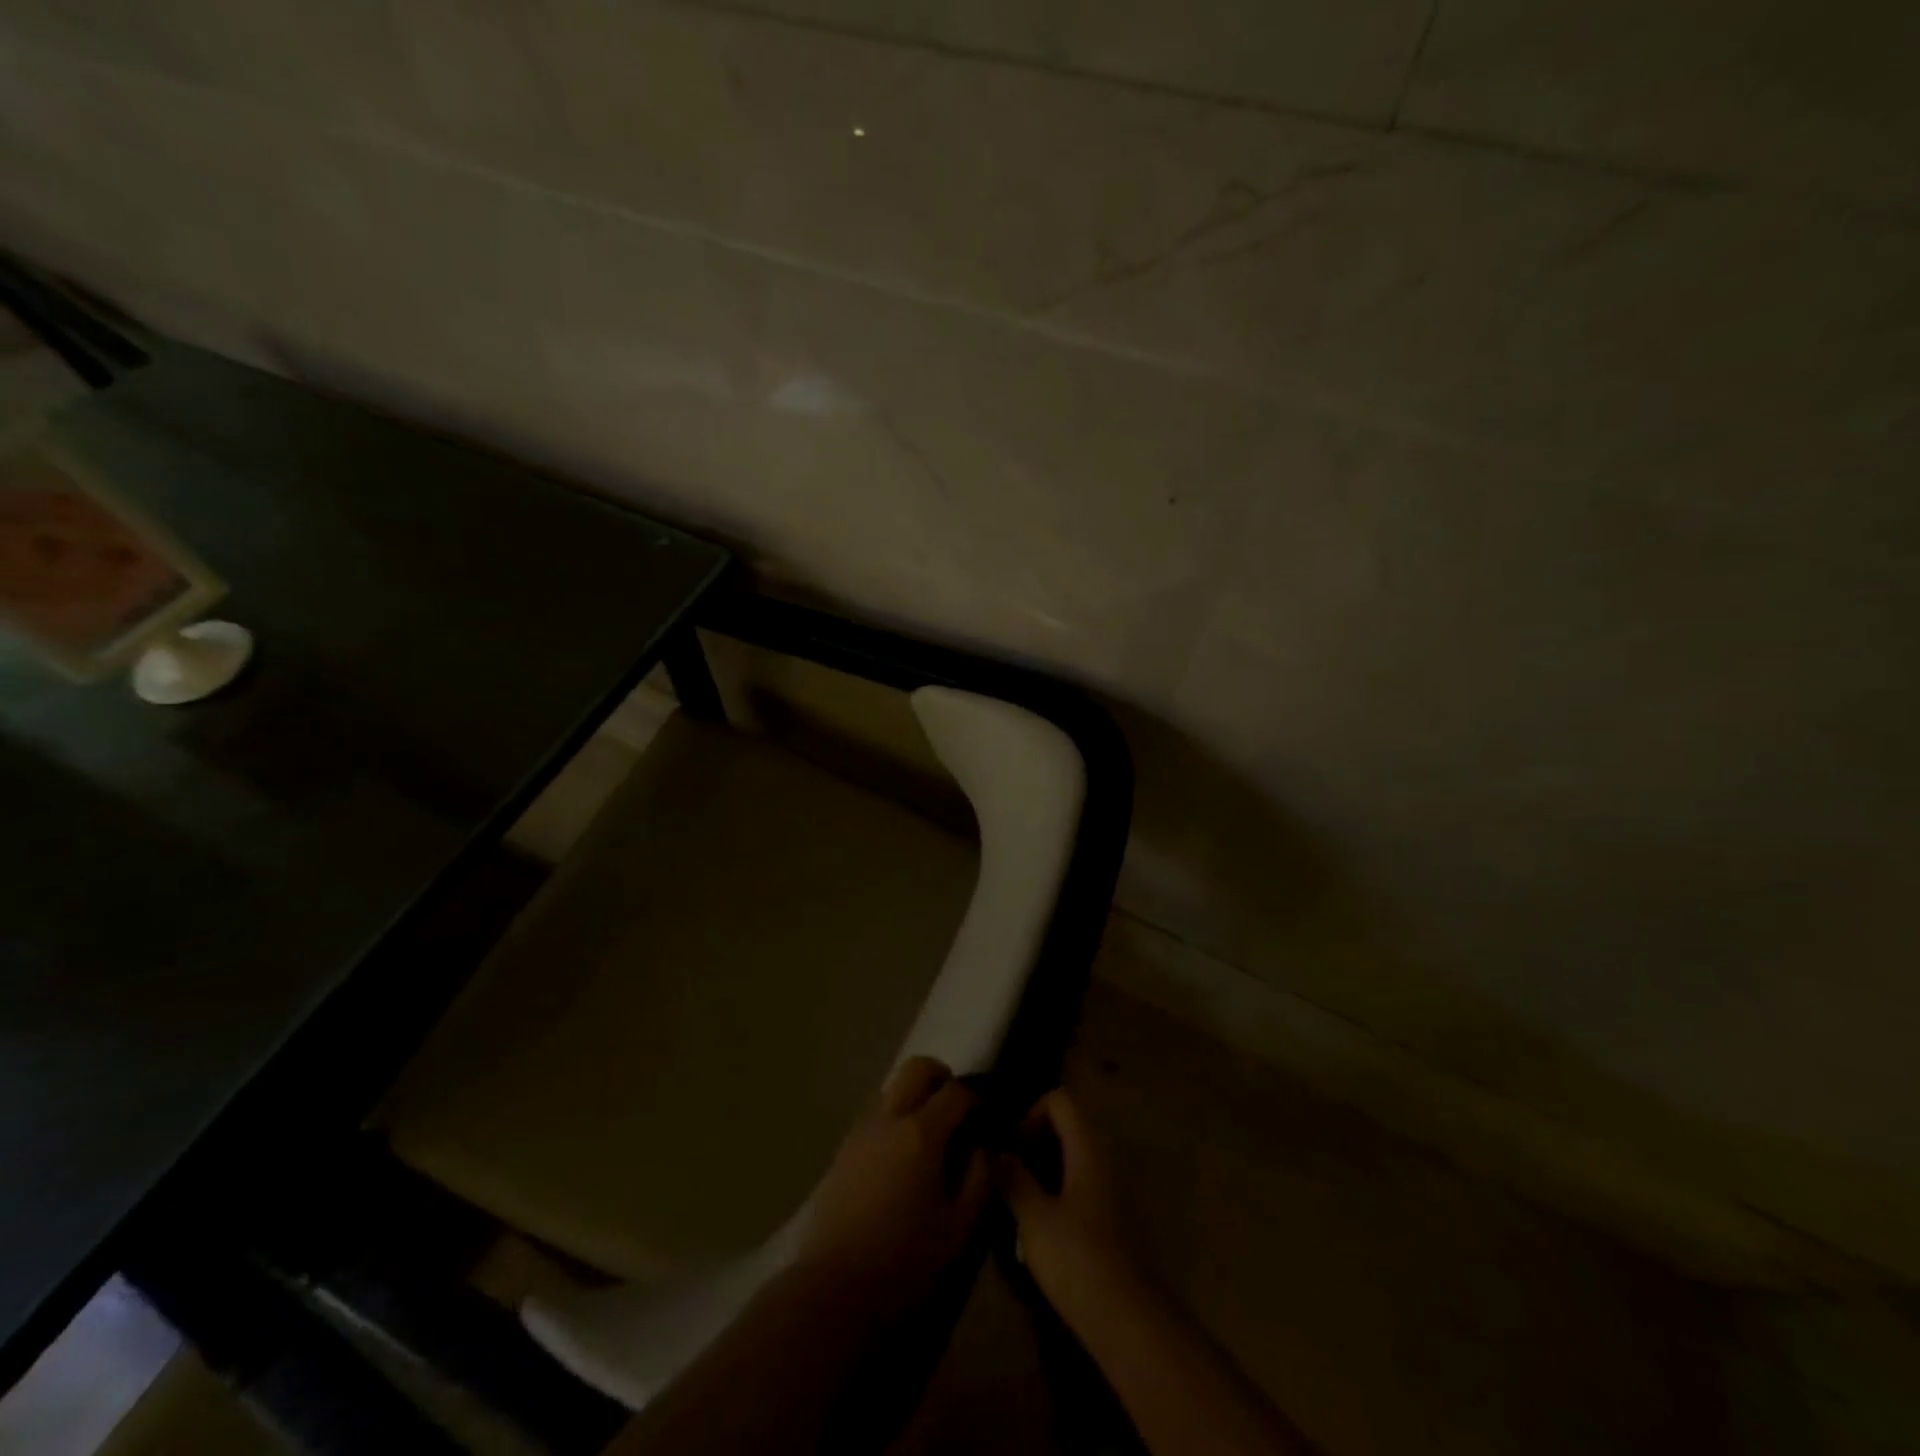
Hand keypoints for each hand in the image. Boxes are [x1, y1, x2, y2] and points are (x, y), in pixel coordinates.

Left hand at [796, 1056, 992, 1320]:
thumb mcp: (959, 1231)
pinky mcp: (841, 1152)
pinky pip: (874, 1117)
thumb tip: (986, 1148)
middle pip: (916, 1068)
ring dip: (913, 1099)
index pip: (956, 1091)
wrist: (832, 1295)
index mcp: (921, 1133)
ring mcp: (859, 1132)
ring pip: (891, 1089)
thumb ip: (980, 1180)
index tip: (986, 1120)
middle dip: (941, 1078)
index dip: (977, 1099)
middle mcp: (888, 1119)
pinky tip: (899, 1163)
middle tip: (956, 1112)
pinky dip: (893, 1121)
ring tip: (928, 1141)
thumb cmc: (905, 1265)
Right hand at [995, 1089, 1136, 1311]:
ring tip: (1021, 1201)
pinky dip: (1062, 1190)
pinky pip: (1086, 1184)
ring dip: (1047, 1168)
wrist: (1132, 1323)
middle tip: (1010, 1174)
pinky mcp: (1118, 1218)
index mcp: (1089, 1147)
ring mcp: (1116, 1188)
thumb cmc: (1079, 1260)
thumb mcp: (1034, 1219)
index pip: (1060, 1100)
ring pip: (1076, 1157)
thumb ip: (1013, 1178)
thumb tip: (995, 1151)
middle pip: (1069, 1125)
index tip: (1012, 1149)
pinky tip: (1045, 1226)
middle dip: (1035, 1142)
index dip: (1031, 1114)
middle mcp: (1107, 1158)